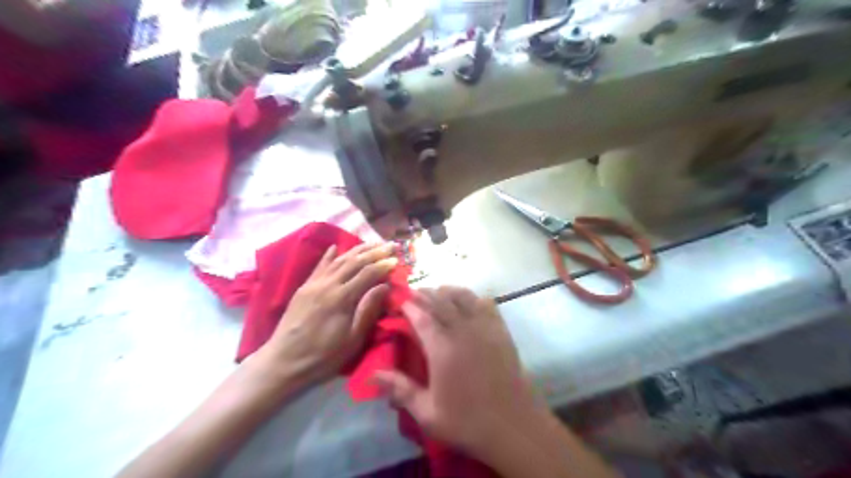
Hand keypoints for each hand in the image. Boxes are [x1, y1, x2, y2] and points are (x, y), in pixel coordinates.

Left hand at [257, 243, 399, 390]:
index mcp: (341, 298)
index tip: (396, 260)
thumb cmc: (323, 356)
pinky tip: (335, 246)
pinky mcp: (304, 288)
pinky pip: (319, 266)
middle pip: (354, 262)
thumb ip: (368, 310)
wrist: (283, 362)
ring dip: (356, 250)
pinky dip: (329, 255)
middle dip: (374, 252)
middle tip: (390, 244)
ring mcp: (313, 284)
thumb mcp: (352, 340)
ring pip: (338, 260)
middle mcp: (327, 285)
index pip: (367, 274)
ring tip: (372, 243)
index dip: (383, 265)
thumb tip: (385, 286)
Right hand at [371, 285, 536, 456]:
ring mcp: (485, 329)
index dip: (409, 306)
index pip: (421, 317)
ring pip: (464, 297)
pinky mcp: (501, 332)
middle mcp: (463, 331)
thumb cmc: (468, 422)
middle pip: (441, 301)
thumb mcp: (427, 413)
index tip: (399, 301)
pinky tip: (468, 301)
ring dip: (447, 291)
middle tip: (413, 293)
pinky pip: (486, 304)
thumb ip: (400, 389)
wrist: (514, 426)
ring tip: (437, 292)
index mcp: (442, 349)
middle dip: (424, 294)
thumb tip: (372, 374)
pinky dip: (473, 297)